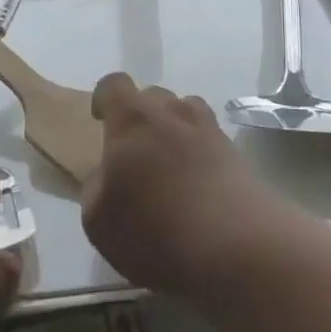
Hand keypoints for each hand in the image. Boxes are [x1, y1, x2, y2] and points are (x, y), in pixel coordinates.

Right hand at [81, 73, 274, 296]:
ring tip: (169, 165)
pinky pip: (209, 137)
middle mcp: (172, 112)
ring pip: (185, 112)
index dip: (105, 98)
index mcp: (133, 120)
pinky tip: (196, 184)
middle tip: (135, 153)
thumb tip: (106, 172)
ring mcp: (209, 128)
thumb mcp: (99, 221)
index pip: (114, 85)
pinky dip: (199, 151)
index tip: (101, 120)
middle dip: (141, 117)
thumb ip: (96, 187)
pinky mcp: (235, 151)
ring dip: (173, 128)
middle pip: (152, 96)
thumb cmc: (155, 231)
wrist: (235, 246)